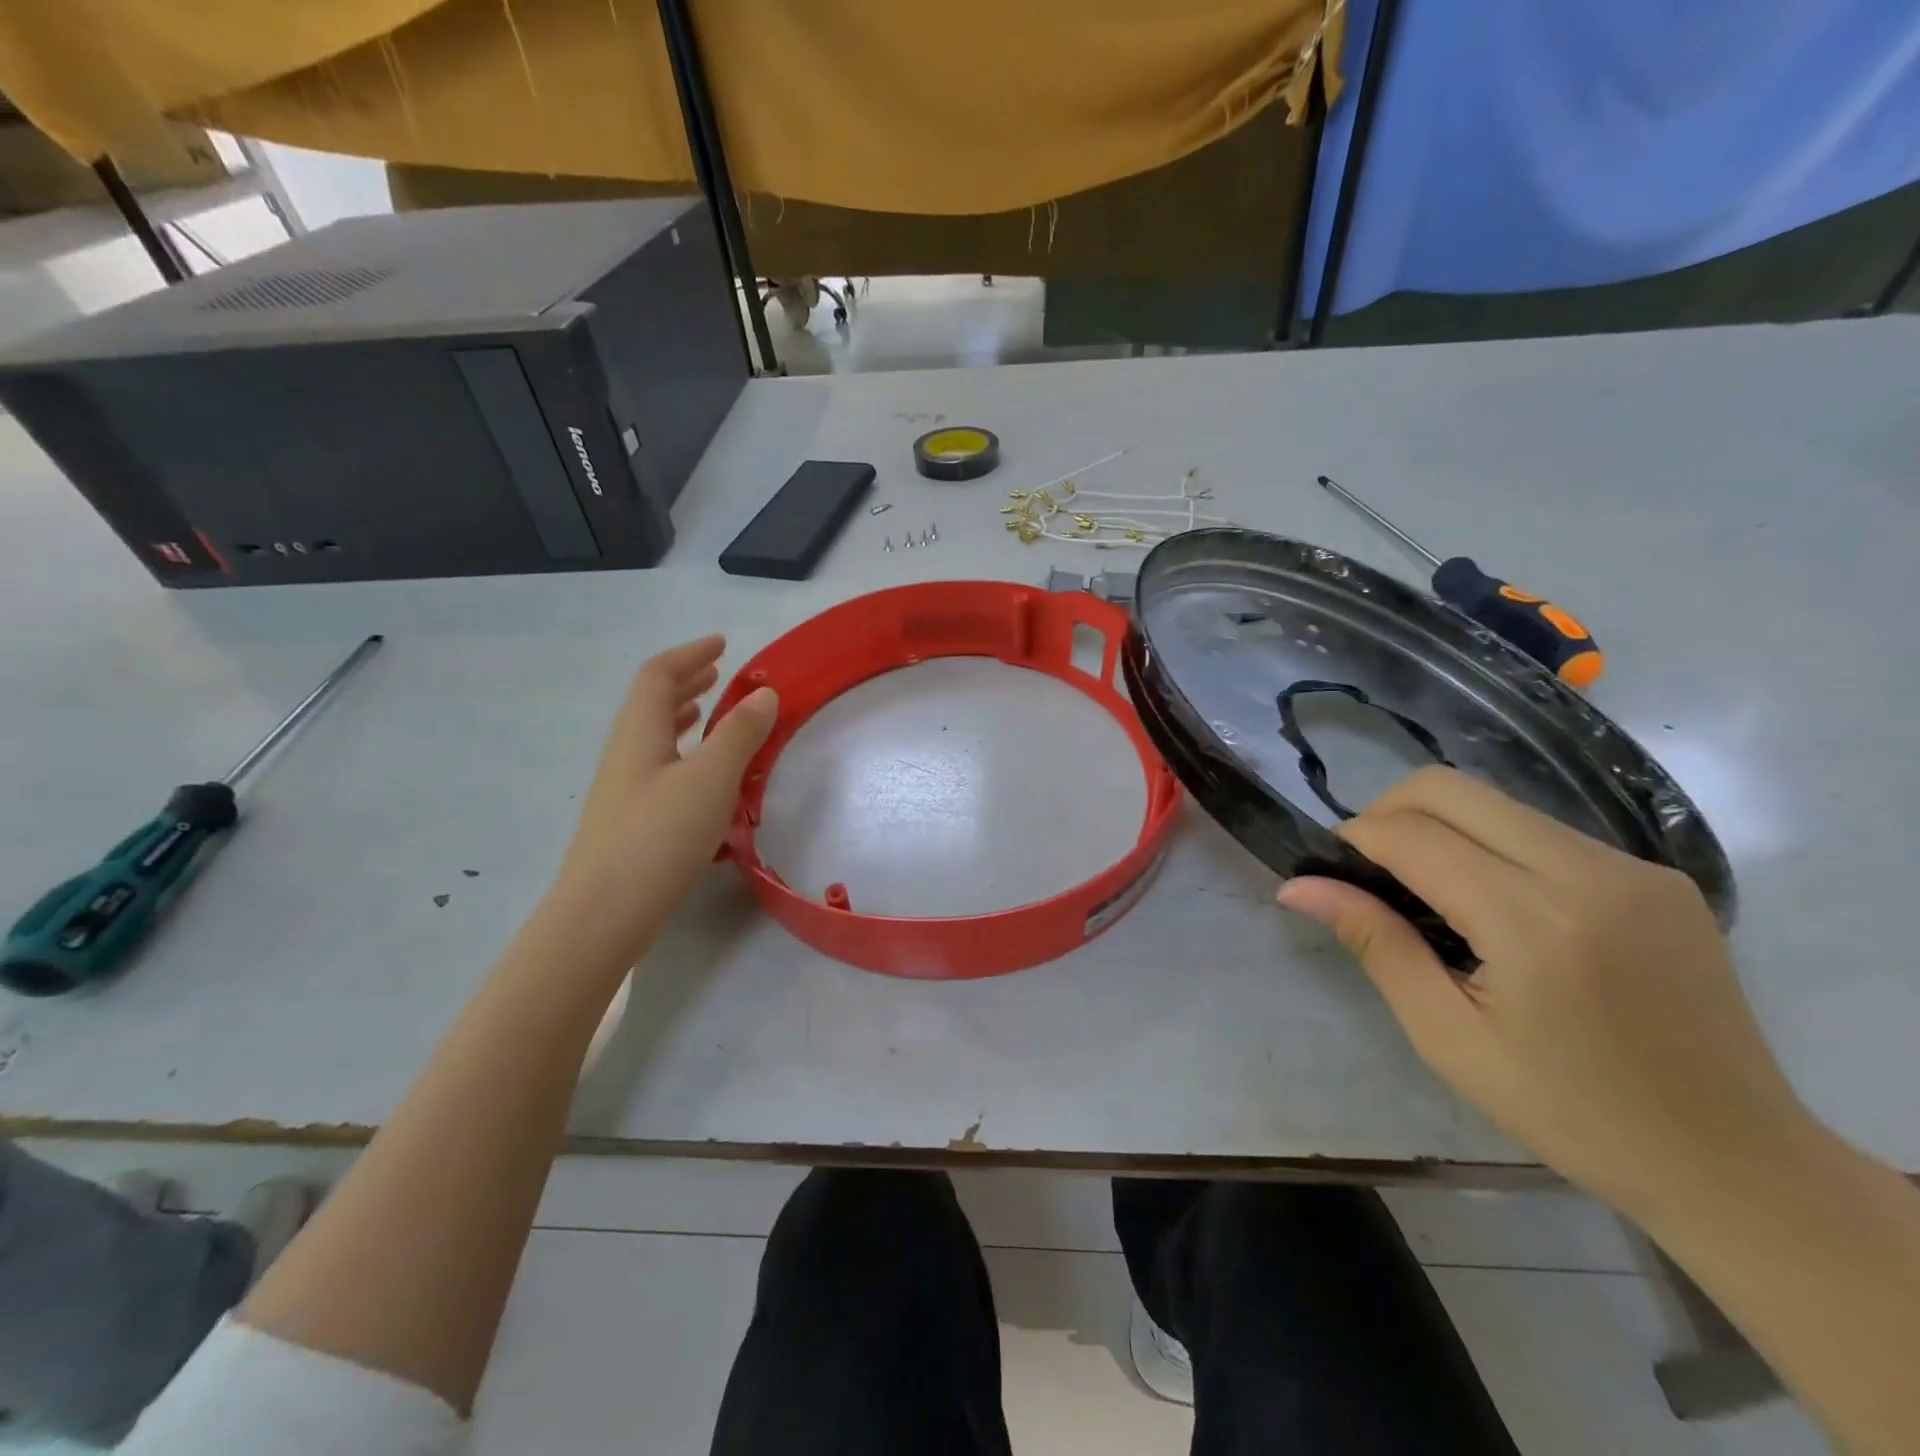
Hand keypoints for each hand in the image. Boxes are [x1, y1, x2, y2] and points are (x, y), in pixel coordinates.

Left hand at [548, 636, 776, 967]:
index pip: (658, 675)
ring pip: (654, 736)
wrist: (602, 915)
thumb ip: (739, 734)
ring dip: (684, 716)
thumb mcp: (710, 780)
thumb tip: (764, 694)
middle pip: (651, 702)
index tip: (722, 644)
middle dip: (686, 682)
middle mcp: (625, 753)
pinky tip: (703, 777)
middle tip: (719, 673)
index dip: (689, 654)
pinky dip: (684, 753)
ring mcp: (624, 789)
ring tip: (712, 714)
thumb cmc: (658, 838)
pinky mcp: (630, 820)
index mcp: (639, 733)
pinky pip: (659, 766)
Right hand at [1278, 767, 1809, 1216]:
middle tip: (1368, 869)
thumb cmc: (1571, 1113)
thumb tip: (1297, 886)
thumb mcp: (1448, 1037)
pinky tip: (1491, 903)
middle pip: (1449, 788)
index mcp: (1535, 922)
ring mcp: (1633, 866)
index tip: (1328, 870)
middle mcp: (1589, 872)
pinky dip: (1491, 844)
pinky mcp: (1657, 874)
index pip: (1412, 835)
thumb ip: (1375, 944)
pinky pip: (1542, 828)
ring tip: (1425, 888)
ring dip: (1438, 826)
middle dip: (1386, 812)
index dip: (1353, 839)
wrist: (1737, 1164)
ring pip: (1495, 802)